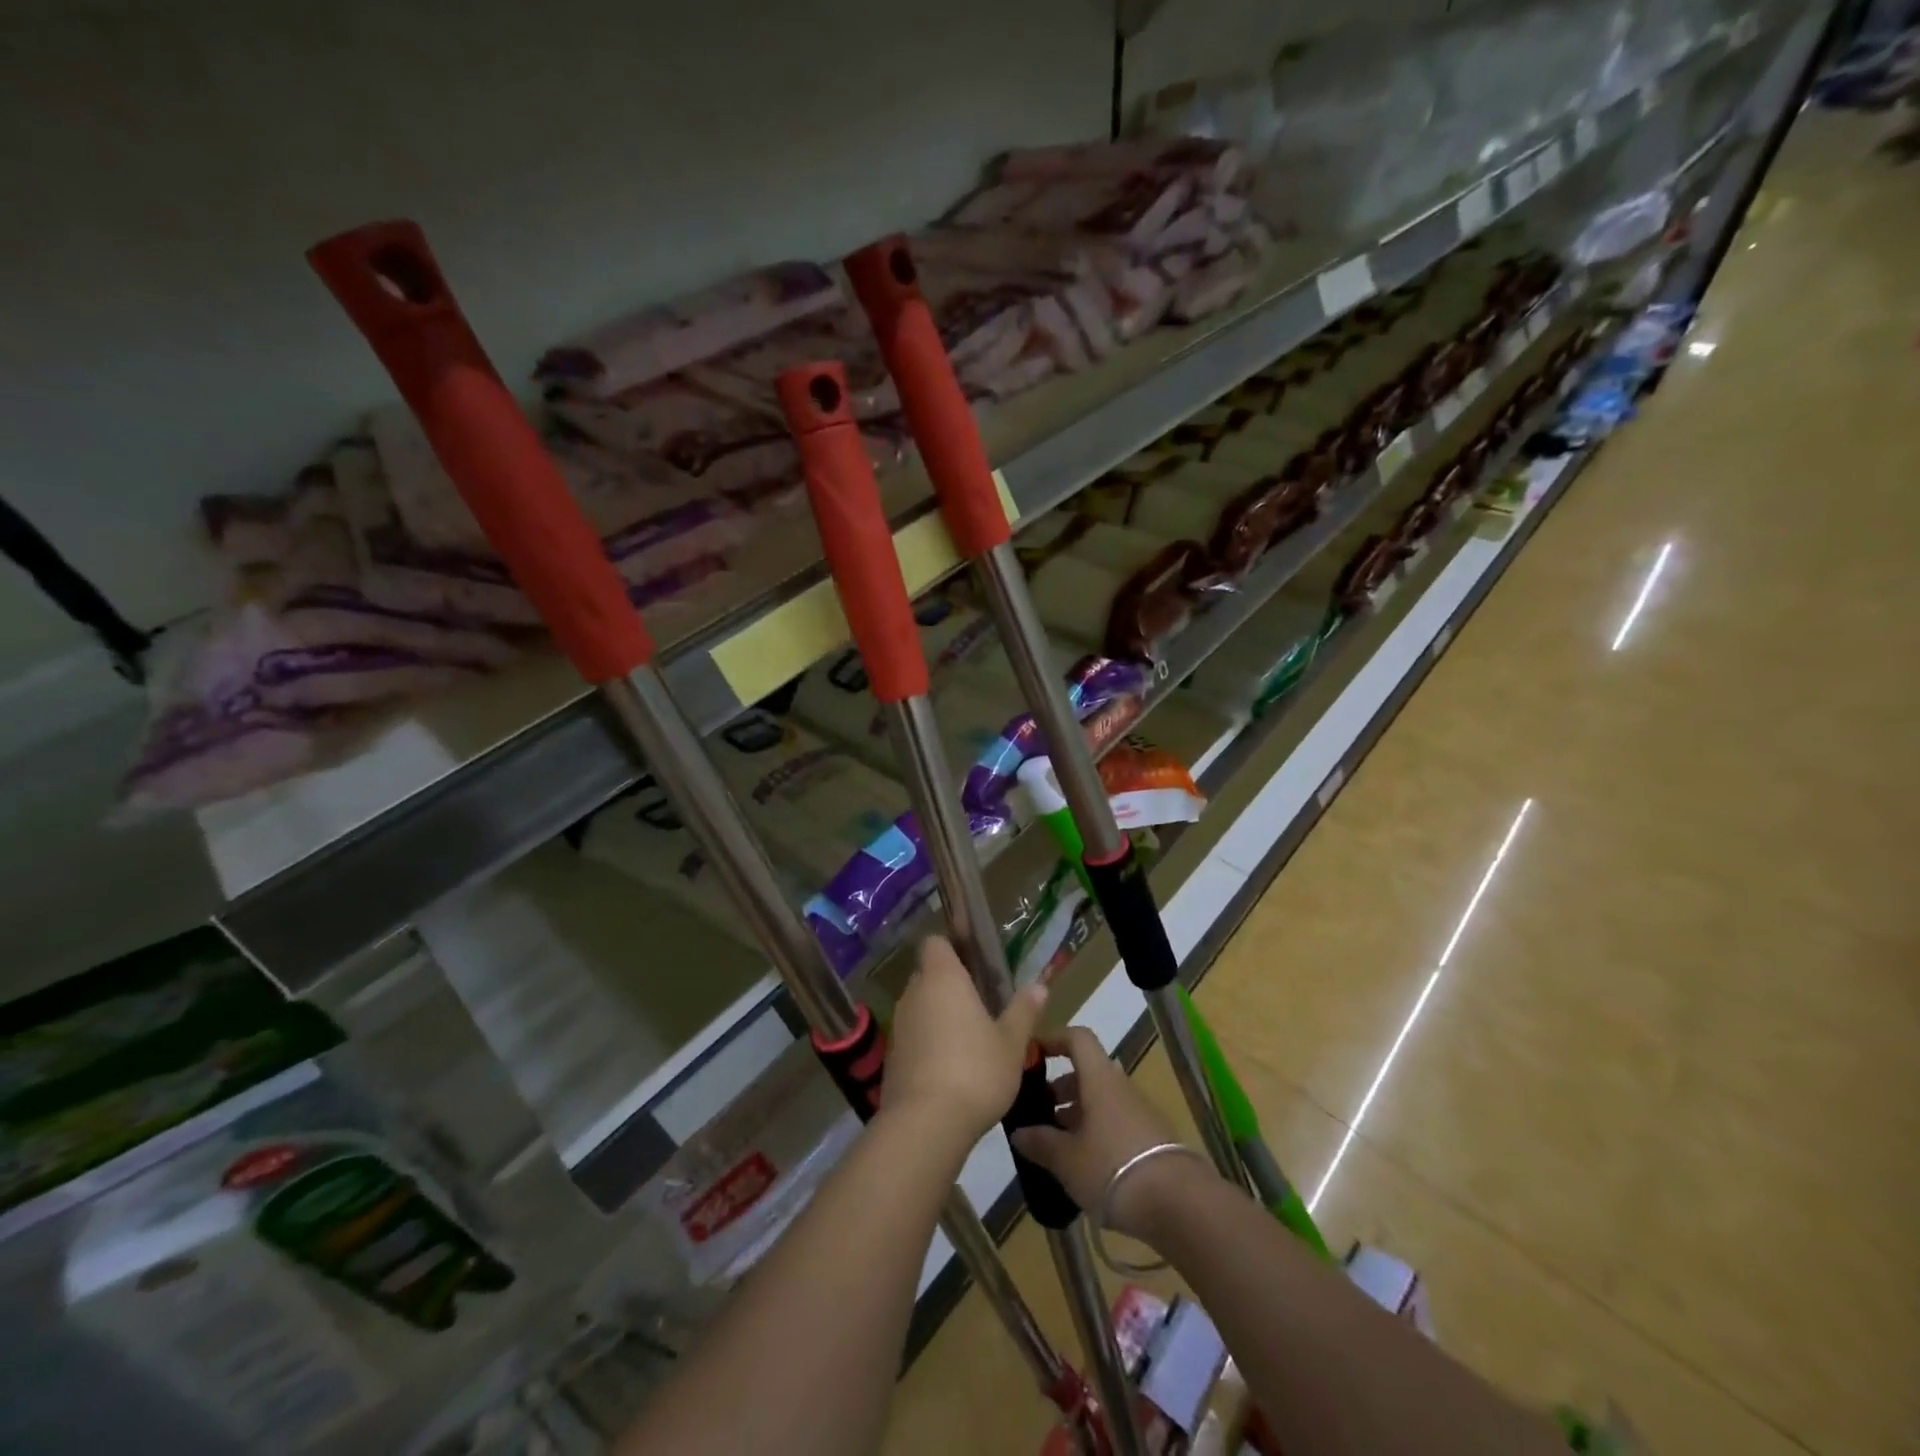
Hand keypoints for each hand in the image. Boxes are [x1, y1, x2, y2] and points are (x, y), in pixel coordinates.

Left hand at [882, 939, 1047, 1148]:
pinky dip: (929, 1042)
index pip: (936, 942)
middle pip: (929, 974)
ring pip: (921, 1006)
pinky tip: (952, 1067)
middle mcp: (914, 993)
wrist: (924, 1125)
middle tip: (982, 1004)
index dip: (953, 946)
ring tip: (971, 1039)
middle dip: (951, 985)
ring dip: (940, 1015)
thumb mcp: (1011, 1042)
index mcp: (942, 977)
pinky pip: (914, 1035)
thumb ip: (1024, 1010)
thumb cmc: (975, 1071)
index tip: (975, 962)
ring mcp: (899, 1024)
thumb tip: (1040, 984)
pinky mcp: (892, 1056)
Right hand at [1009, 1027, 1203, 1239]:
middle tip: (1038, 1114)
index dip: (1054, 1039)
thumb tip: (1018, 1131)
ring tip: (1056, 1145)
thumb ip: (1041, 1143)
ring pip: (1101, 1100)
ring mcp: (1139, 1112)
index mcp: (1099, 1080)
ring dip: (1077, 1114)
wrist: (1180, 1204)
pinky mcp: (1151, 1138)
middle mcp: (1120, 1087)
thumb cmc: (1114, 1169)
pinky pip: (1116, 1123)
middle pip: (1087, 1073)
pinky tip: (1084, 1166)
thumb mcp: (1068, 1160)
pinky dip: (1096, 1133)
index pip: (1078, 1039)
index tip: (1032, 1056)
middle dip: (1060, 1089)